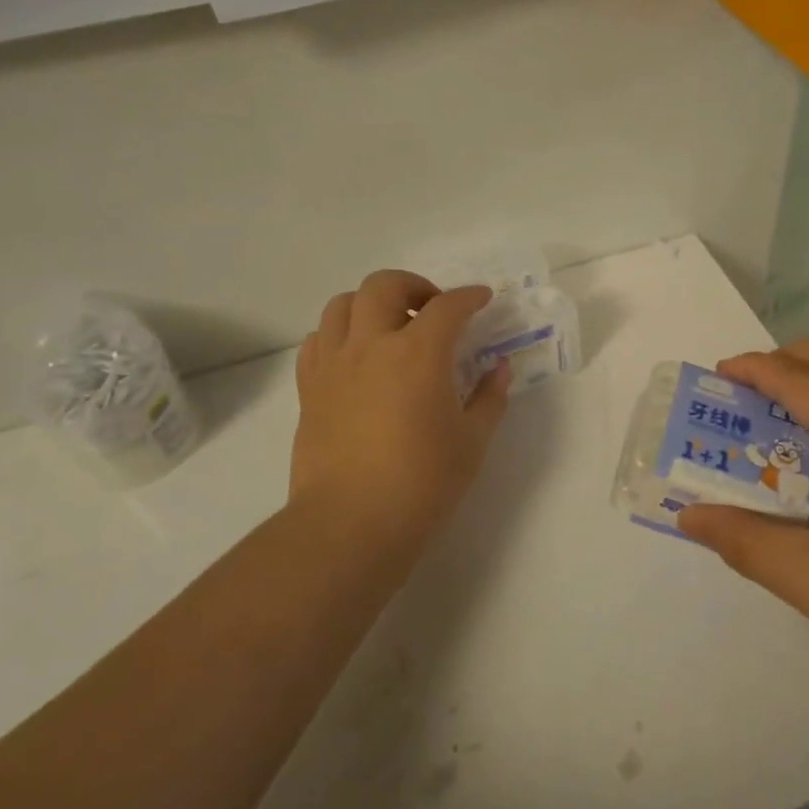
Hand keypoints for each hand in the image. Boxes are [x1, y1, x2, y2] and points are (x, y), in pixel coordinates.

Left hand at [290, 271, 510, 558]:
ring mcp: (334, 364)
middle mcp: (372, 344)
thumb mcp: (472, 441)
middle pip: (384, 285)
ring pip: (342, 304)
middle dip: (413, 285)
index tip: (482, 299)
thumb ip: (490, 398)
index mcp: (418, 353)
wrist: (351, 523)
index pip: (448, 306)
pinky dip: (338, 334)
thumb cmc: (422, 482)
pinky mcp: (310, 388)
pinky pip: (317, 340)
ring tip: (388, 326)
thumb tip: (499, 369)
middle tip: (431, 309)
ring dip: (370, 303)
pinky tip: (355, 356)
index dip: (469, 297)